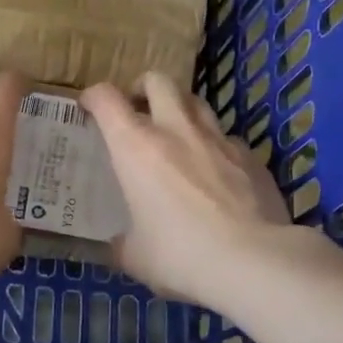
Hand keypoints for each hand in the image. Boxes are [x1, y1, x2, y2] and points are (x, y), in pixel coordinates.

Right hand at [81, 73, 305, 306]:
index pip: (106, 99)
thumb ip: (122, 243)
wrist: (254, 262)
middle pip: (158, 81)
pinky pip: (227, 139)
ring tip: (176, 136)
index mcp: (136, 148)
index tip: (88, 108)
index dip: (93, 97)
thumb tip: (119, 245)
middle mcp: (176, 131)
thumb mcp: (135, 257)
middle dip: (142, 88)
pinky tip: (215, 174)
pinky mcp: (251, 157)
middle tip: (137, 109)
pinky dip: (214, 147)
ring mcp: (218, 140)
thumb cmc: (180, 255)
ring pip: (196, 102)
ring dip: (180, 110)